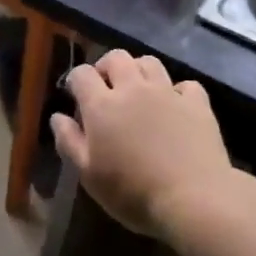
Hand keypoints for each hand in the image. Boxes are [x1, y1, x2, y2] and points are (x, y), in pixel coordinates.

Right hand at [49, 50, 231, 236]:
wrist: (193, 199)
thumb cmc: (133, 192)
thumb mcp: (89, 175)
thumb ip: (69, 142)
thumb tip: (57, 117)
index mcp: (102, 105)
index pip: (82, 74)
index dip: (76, 80)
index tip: (76, 94)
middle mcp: (133, 88)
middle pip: (116, 57)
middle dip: (107, 67)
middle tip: (107, 88)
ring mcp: (167, 92)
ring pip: (150, 62)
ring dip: (139, 71)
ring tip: (139, 91)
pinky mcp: (197, 103)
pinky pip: (185, 84)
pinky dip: (177, 91)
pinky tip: (175, 106)